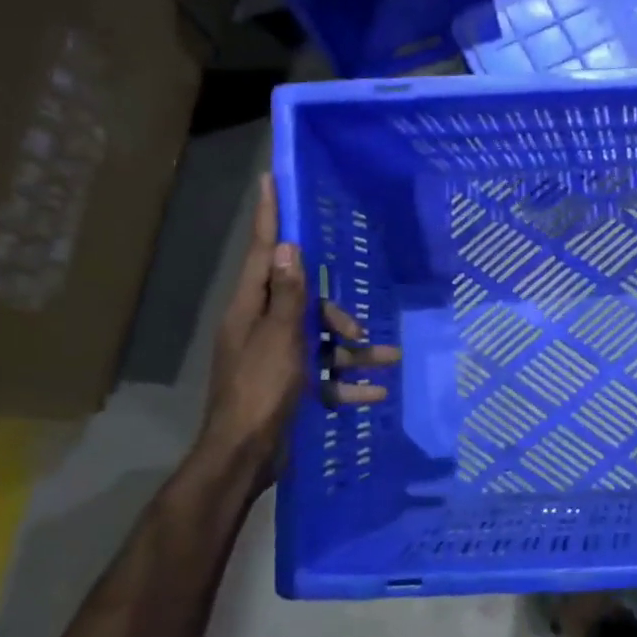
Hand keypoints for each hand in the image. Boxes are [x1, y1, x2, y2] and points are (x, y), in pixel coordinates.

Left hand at [201, 175, 400, 470]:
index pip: (262, 252)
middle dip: (336, 315)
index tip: (271, 180)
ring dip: (354, 352)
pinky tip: (375, 393)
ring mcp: (276, 359)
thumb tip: (287, 247)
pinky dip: (347, 384)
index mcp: (250, 309)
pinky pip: (324, 376)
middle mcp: (261, 327)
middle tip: (358, 332)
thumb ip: (288, 294)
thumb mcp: (279, 338)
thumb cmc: (260, 390)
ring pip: (321, 342)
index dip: (269, 217)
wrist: (245, 456)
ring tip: (390, 361)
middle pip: (305, 303)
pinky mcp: (290, 386)